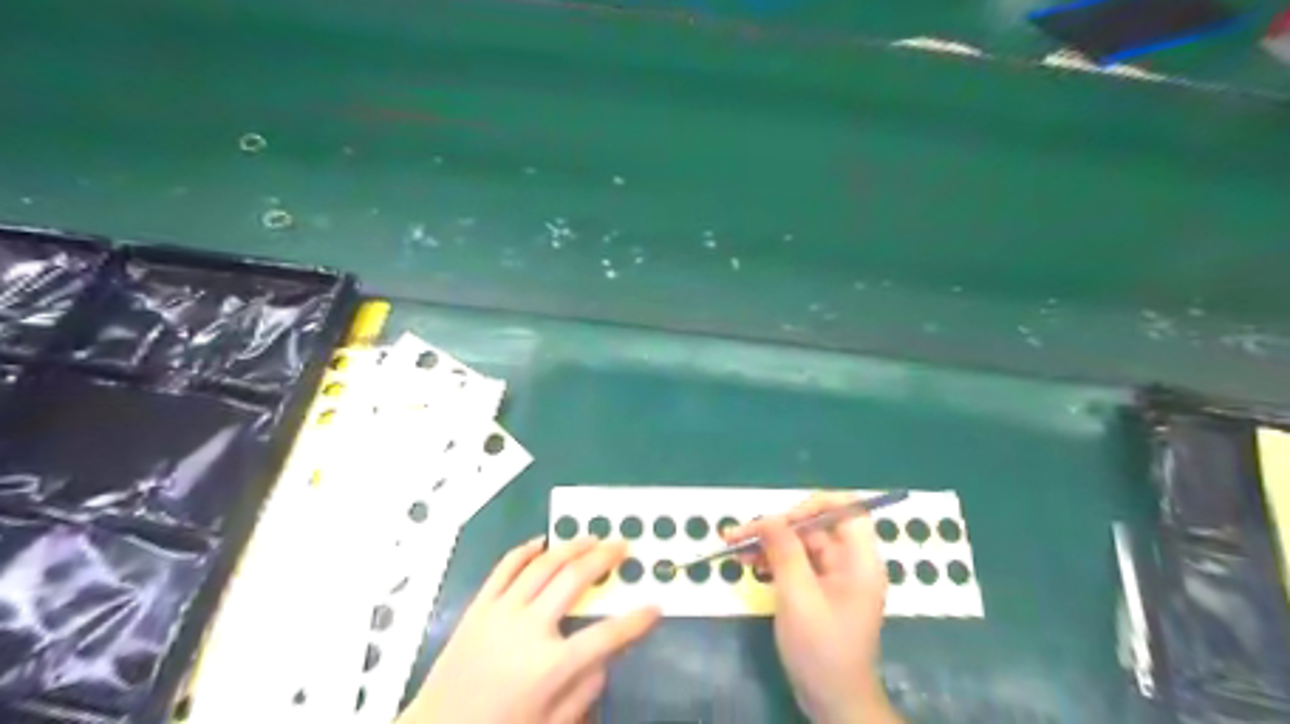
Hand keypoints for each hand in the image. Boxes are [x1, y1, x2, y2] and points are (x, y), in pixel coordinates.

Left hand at [401, 535, 664, 723]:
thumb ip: (585, 690)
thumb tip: (607, 656)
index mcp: (550, 666)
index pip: (606, 636)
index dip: (636, 621)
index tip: (655, 607)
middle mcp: (529, 628)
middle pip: (575, 580)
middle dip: (605, 559)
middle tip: (623, 546)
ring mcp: (501, 611)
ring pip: (543, 564)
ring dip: (571, 546)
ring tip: (592, 537)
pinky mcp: (479, 605)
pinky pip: (506, 567)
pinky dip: (527, 550)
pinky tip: (543, 543)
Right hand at [731, 493, 899, 723]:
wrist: (832, 700)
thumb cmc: (821, 649)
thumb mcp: (799, 597)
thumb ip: (785, 552)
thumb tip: (768, 518)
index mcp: (859, 559)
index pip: (847, 508)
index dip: (813, 505)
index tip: (780, 519)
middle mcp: (851, 562)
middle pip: (816, 526)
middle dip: (778, 526)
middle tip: (740, 535)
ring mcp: (836, 576)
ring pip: (802, 543)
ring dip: (770, 543)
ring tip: (736, 550)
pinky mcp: (821, 590)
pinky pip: (797, 562)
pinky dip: (774, 560)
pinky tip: (751, 565)